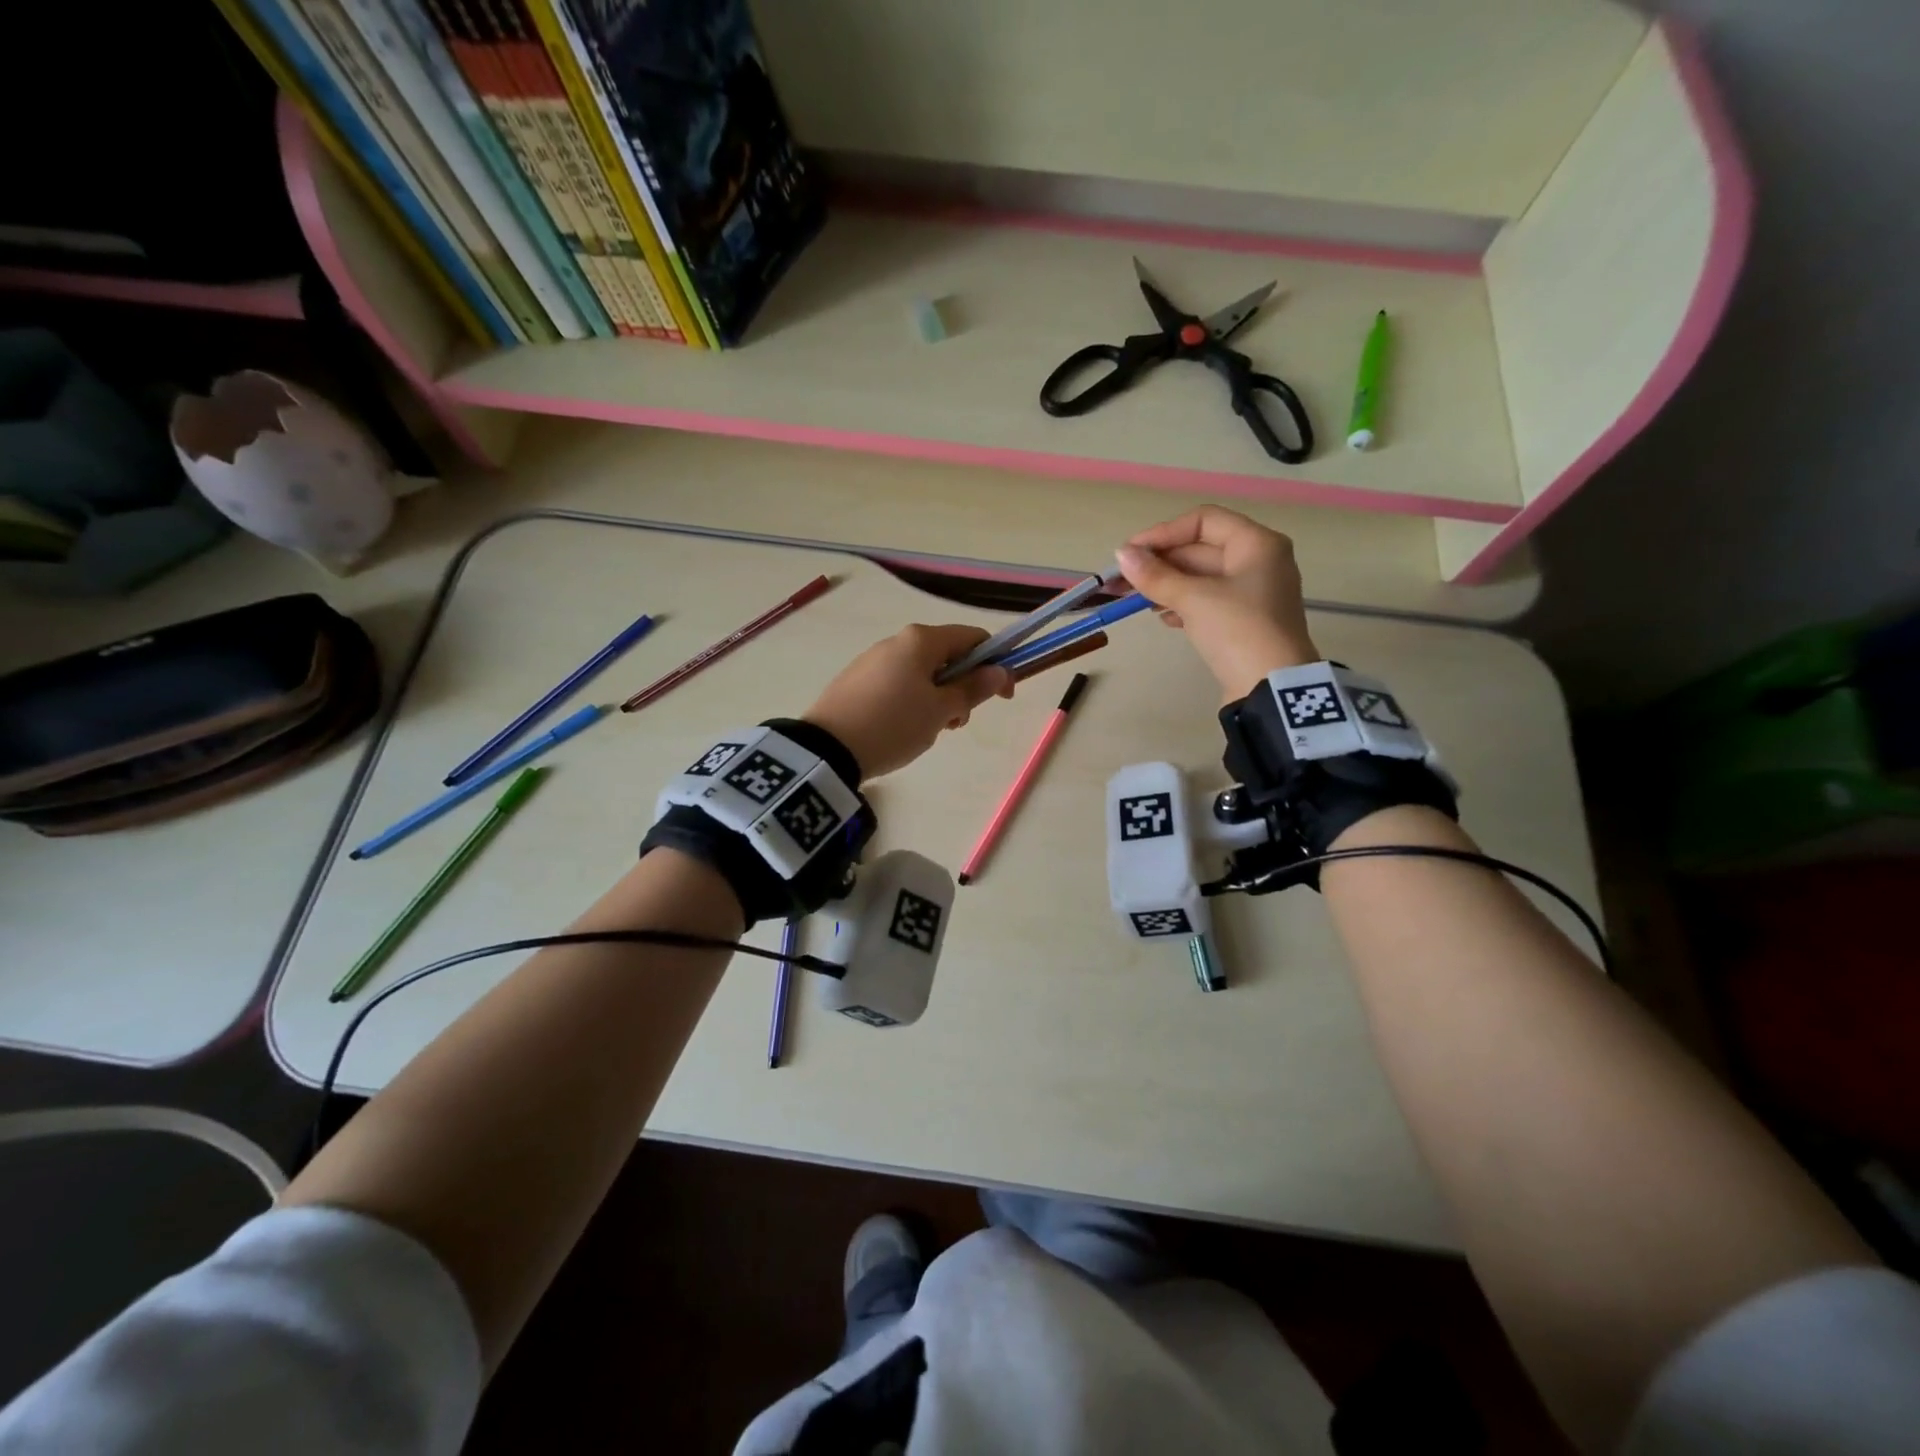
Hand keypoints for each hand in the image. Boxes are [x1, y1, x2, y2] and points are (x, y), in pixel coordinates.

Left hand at [804, 624, 1012, 779]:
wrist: (827, 749)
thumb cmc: (894, 725)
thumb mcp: (940, 711)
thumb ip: (973, 689)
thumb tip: (1000, 671)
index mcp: (921, 640)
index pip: (972, 638)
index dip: (995, 664)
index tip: (1003, 696)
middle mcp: (897, 641)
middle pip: (946, 656)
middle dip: (962, 687)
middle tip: (957, 722)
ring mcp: (873, 660)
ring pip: (921, 673)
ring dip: (937, 698)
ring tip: (928, 732)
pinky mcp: (856, 681)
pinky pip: (897, 684)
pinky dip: (912, 702)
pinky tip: (901, 729)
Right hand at [1114, 506, 1319, 701]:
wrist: (1272, 688)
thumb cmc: (1238, 630)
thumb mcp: (1193, 599)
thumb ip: (1155, 575)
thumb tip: (1121, 555)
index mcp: (1257, 543)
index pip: (1203, 520)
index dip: (1164, 533)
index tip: (1130, 553)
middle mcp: (1259, 561)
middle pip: (1201, 549)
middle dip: (1160, 563)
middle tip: (1120, 581)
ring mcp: (1253, 593)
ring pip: (1201, 577)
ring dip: (1167, 585)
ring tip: (1136, 600)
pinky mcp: (1244, 620)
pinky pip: (1208, 600)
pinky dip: (1183, 604)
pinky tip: (1163, 617)